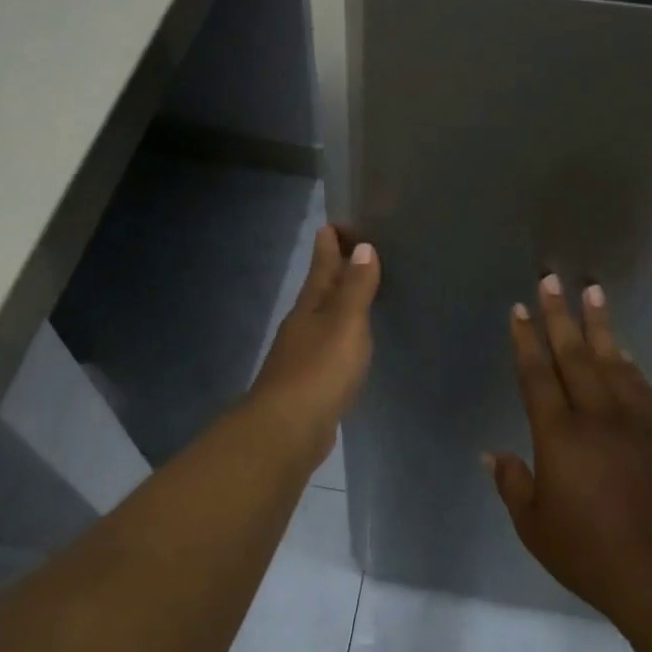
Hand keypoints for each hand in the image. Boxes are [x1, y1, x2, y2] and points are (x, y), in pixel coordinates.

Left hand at [247, 225, 379, 465]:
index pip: (321, 266)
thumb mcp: (345, 323)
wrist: (288, 428)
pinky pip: (327, 348)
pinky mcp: (308, 383)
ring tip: (355, 294)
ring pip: (322, 319)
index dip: (329, 244)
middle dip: (332, 270)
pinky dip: (339, 337)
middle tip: (350, 250)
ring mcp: (301, 355)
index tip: (336, 223)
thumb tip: (363, 248)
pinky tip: (348, 346)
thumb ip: (355, 288)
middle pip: (319, 290)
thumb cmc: (320, 369)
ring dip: (336, 304)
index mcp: (310, 306)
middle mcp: (302, 325)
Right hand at [488, 276, 651, 624]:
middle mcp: (595, 417)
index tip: (519, 310)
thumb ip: (513, 484)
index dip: (526, 341)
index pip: (537, 376)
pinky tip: (623, 350)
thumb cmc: (588, 553)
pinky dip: (629, 363)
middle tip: (551, 279)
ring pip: (611, 362)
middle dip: (560, 315)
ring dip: (599, 326)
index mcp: (559, 436)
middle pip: (574, 356)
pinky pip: (641, 387)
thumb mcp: (534, 526)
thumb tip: (494, 454)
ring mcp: (632, 423)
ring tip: (593, 292)